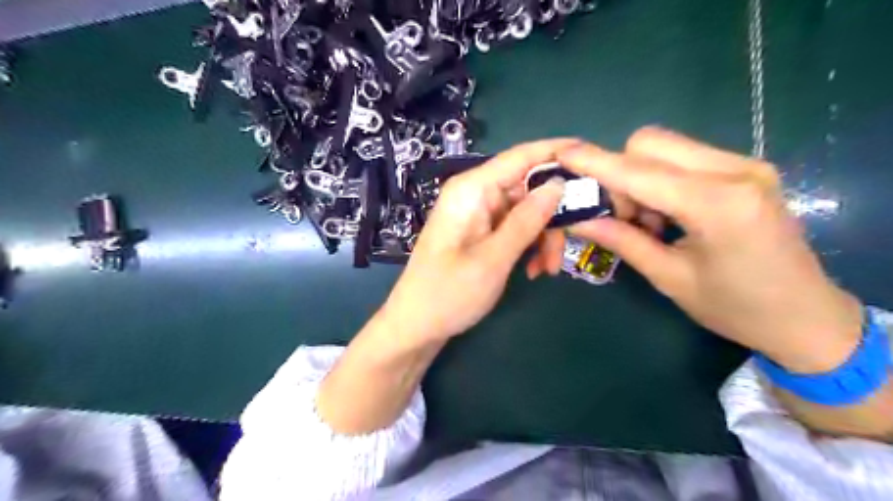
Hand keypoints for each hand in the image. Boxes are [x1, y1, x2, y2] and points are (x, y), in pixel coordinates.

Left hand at [378, 138, 574, 346]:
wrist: (417, 326)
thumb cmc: (448, 294)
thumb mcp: (493, 258)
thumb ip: (527, 220)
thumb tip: (559, 184)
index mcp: (472, 189)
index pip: (521, 156)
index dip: (558, 151)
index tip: (594, 157)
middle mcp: (475, 194)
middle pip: (528, 187)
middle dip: (552, 216)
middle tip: (568, 246)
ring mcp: (478, 214)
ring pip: (526, 211)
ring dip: (543, 237)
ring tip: (546, 270)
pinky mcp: (481, 232)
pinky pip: (515, 228)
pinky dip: (529, 245)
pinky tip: (533, 270)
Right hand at [552, 127, 865, 372]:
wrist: (808, 317)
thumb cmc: (736, 309)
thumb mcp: (670, 278)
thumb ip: (622, 241)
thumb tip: (577, 219)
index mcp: (718, 205)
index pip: (639, 172)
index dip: (596, 163)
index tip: (562, 154)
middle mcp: (735, 171)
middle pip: (650, 144)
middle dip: (620, 174)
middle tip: (620, 217)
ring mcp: (745, 165)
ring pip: (666, 148)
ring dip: (639, 178)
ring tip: (647, 222)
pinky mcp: (746, 169)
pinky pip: (684, 158)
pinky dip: (661, 180)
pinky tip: (667, 214)